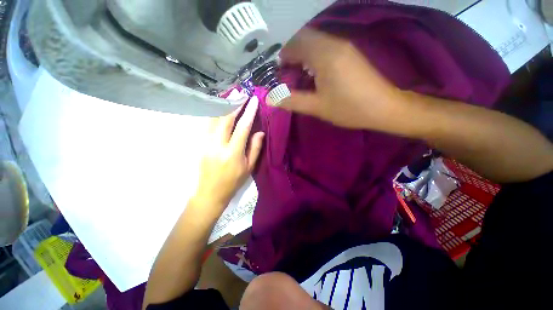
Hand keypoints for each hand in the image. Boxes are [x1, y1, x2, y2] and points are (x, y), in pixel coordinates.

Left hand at [192, 96, 264, 217]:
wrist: (210, 193)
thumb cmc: (233, 181)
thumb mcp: (249, 168)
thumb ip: (255, 149)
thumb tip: (259, 132)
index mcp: (233, 153)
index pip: (242, 127)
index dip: (248, 112)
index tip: (253, 100)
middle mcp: (218, 146)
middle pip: (225, 119)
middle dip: (233, 103)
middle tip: (240, 92)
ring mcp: (206, 144)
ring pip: (213, 119)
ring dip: (222, 105)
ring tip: (229, 95)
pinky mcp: (201, 144)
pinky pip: (207, 125)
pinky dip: (214, 113)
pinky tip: (219, 107)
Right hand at [279, 29, 403, 130]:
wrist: (384, 107)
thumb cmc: (349, 108)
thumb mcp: (317, 107)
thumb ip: (292, 100)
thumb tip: (270, 98)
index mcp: (325, 55)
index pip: (296, 42)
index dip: (284, 54)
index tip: (278, 71)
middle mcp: (334, 43)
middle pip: (306, 38)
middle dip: (292, 53)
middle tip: (287, 73)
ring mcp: (345, 46)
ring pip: (316, 41)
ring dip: (304, 54)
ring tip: (298, 74)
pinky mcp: (351, 53)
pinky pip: (326, 47)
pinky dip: (315, 56)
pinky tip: (314, 73)